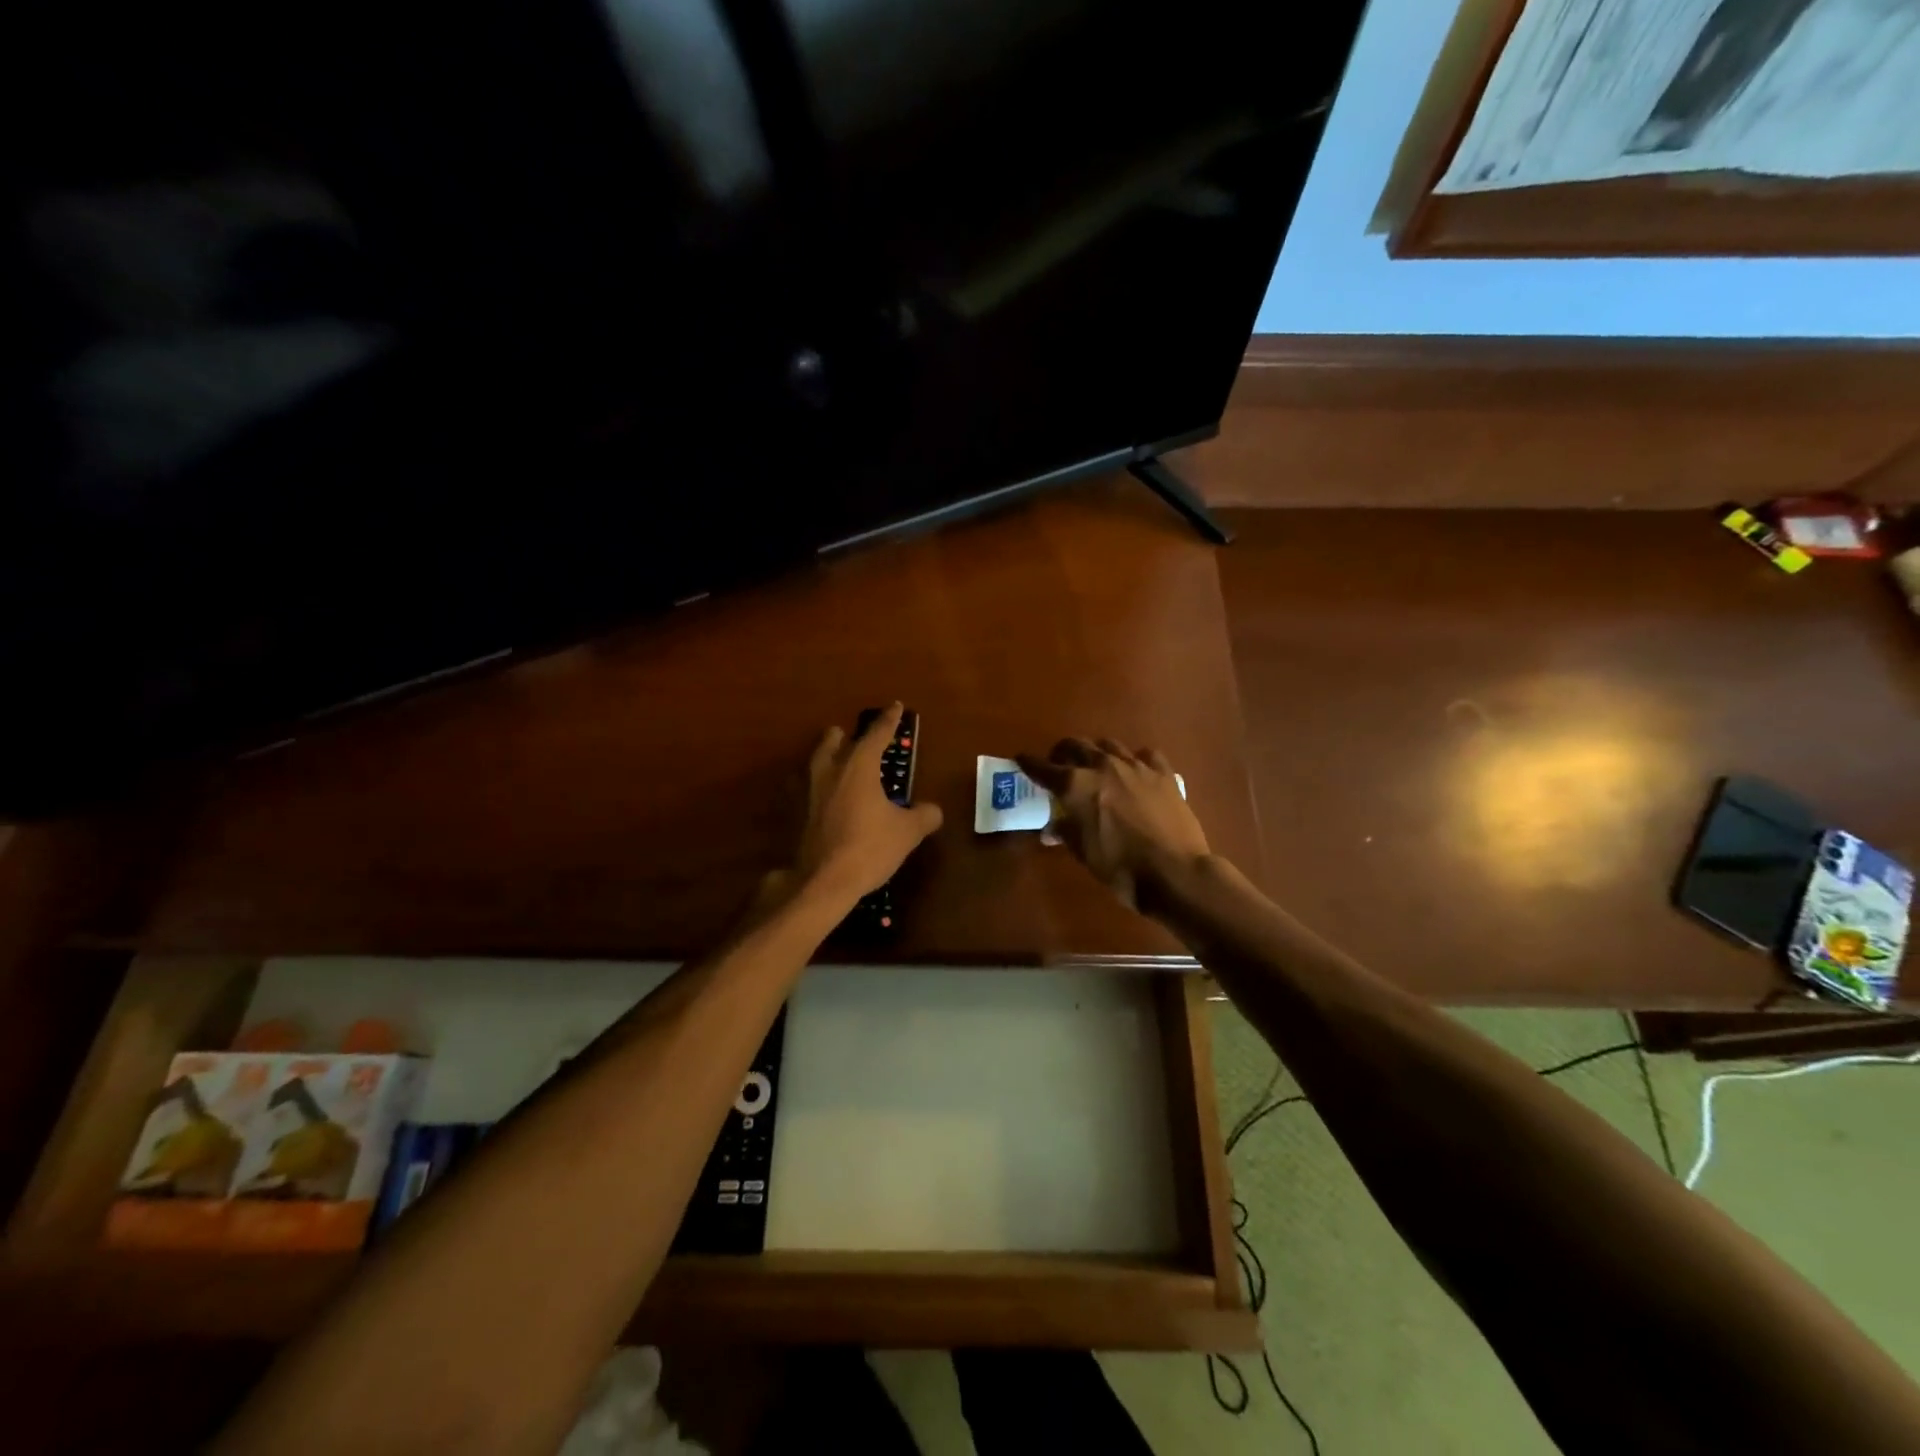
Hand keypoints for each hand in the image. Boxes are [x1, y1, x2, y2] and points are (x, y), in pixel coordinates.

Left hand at [793, 704, 942, 901]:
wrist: (823, 881)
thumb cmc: (869, 848)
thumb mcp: (908, 832)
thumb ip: (924, 816)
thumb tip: (933, 811)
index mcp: (857, 767)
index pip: (876, 735)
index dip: (889, 720)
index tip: (896, 706)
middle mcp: (829, 772)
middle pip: (832, 742)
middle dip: (842, 736)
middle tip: (851, 737)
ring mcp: (808, 793)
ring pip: (815, 763)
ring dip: (826, 758)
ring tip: (837, 765)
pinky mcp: (796, 815)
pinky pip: (806, 790)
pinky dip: (816, 788)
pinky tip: (824, 801)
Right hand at [1016, 738, 1209, 911]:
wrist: (1174, 872)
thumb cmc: (1120, 868)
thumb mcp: (1084, 853)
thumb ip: (1066, 833)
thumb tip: (1053, 830)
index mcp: (1076, 786)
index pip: (1043, 768)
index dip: (1029, 764)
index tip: (1021, 759)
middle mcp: (1102, 766)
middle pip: (1075, 745)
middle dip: (1062, 753)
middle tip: (1060, 765)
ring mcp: (1135, 766)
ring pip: (1108, 745)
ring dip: (1096, 752)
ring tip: (1096, 766)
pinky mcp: (1163, 773)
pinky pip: (1145, 755)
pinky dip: (1135, 759)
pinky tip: (1136, 771)